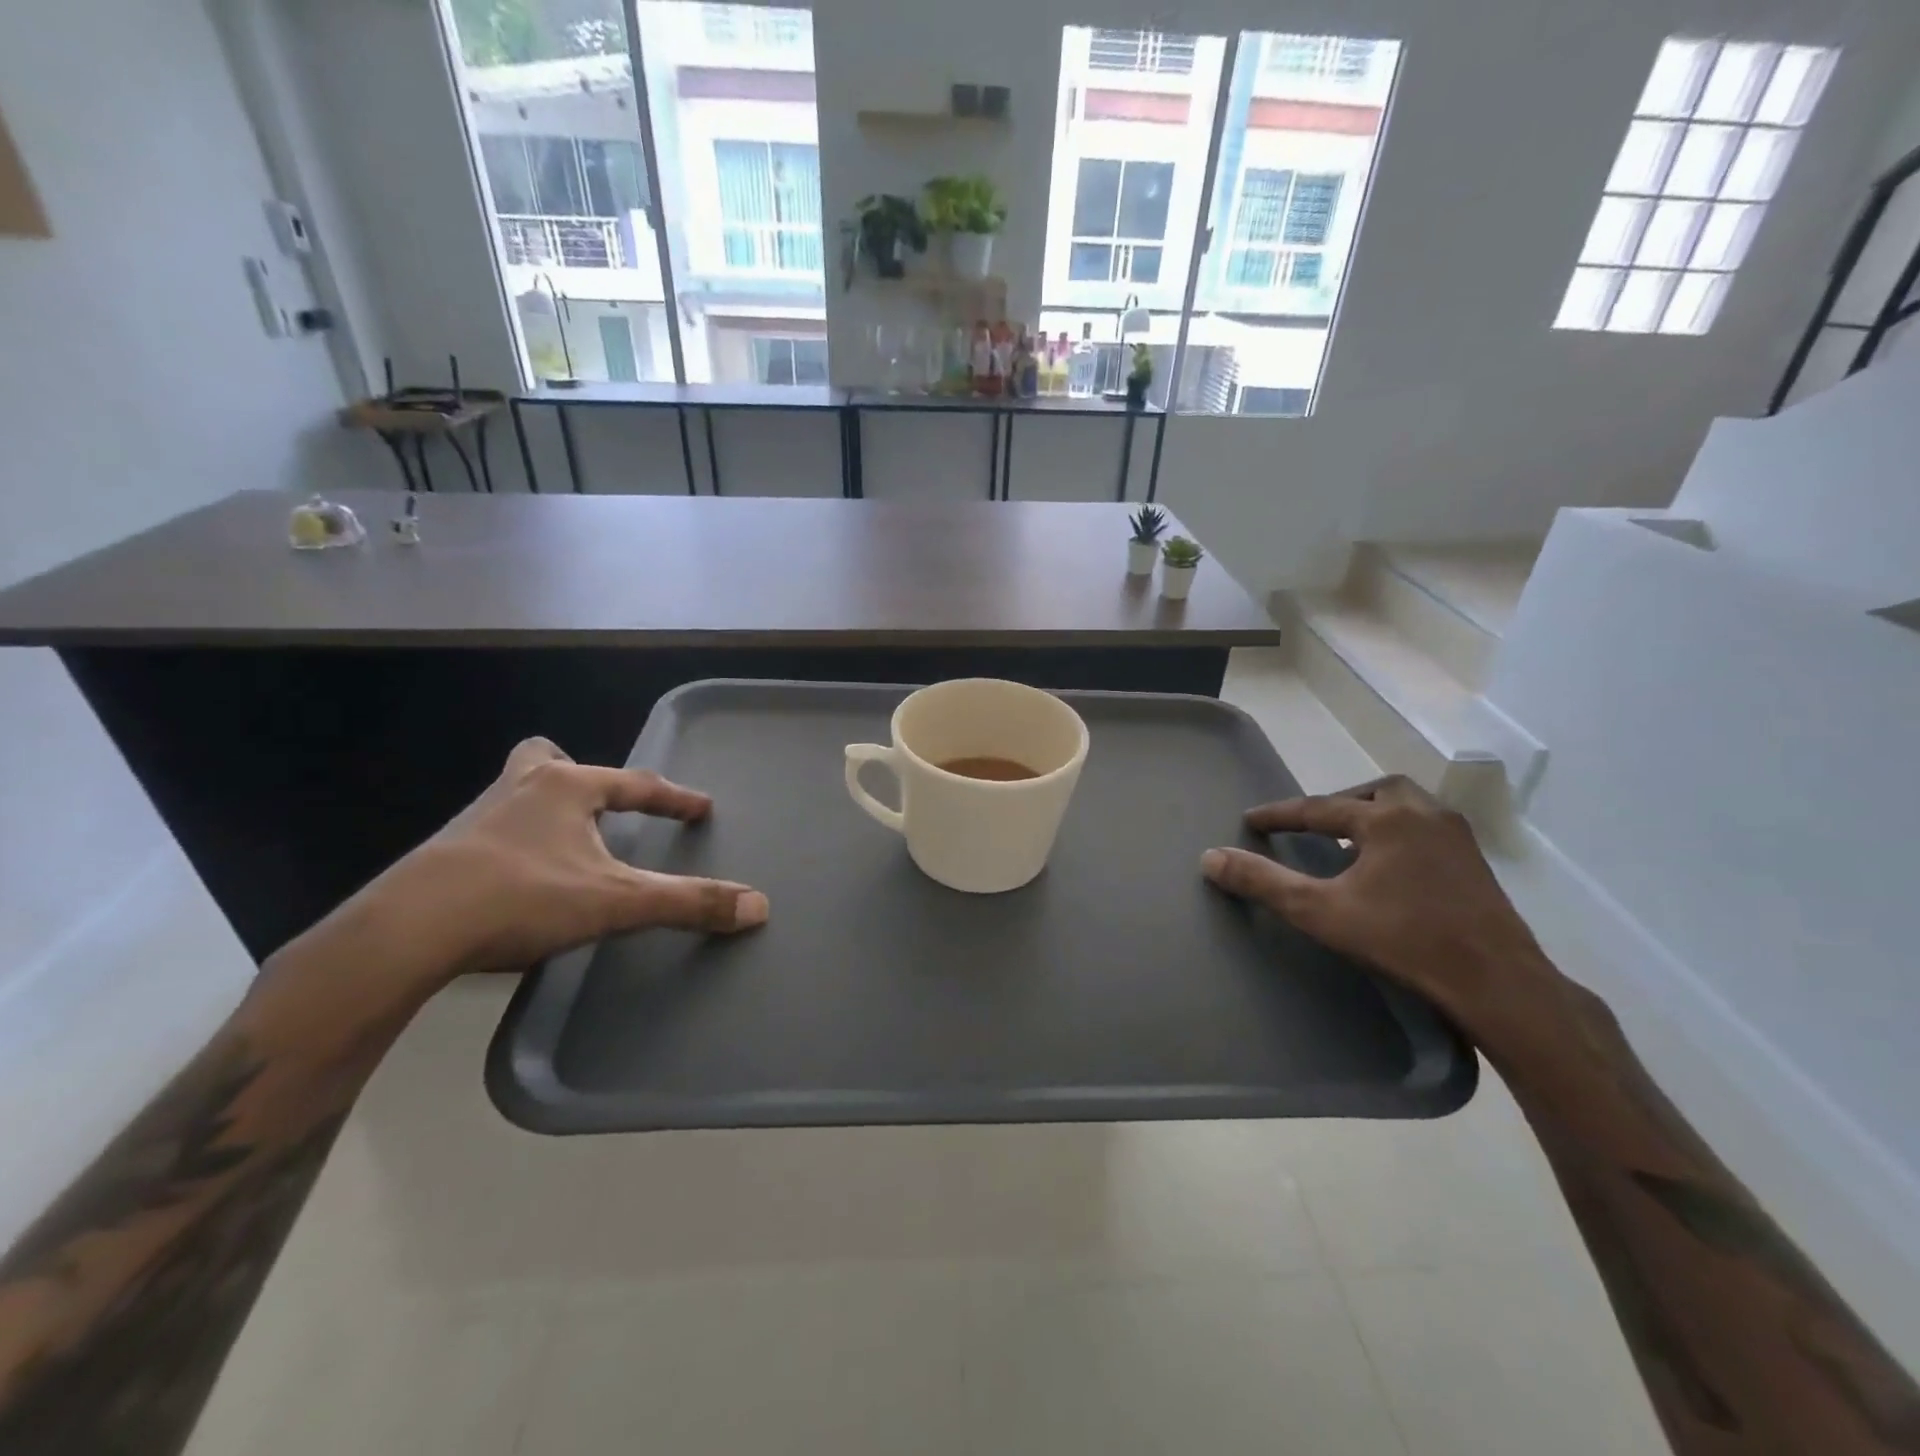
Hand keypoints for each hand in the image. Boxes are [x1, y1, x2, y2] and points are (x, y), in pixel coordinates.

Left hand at [373, 737, 767, 981]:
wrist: (406, 932)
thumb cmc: (522, 897)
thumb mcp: (617, 902)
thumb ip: (687, 902)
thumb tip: (758, 906)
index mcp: (565, 788)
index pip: (635, 784)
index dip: (674, 799)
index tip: (701, 809)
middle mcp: (520, 789)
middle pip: (547, 760)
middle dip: (576, 774)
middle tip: (597, 803)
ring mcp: (477, 818)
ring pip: (517, 793)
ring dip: (546, 810)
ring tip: (566, 843)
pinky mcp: (445, 853)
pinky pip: (494, 831)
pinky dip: (517, 844)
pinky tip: (523, 879)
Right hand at [1200, 775, 1554, 1033]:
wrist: (1498, 983)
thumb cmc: (1403, 940)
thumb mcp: (1320, 912)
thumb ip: (1263, 882)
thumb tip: (1209, 858)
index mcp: (1386, 819)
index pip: (1319, 808)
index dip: (1280, 815)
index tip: (1251, 820)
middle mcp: (1424, 815)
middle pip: (1375, 792)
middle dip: (1339, 804)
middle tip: (1314, 826)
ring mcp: (1457, 838)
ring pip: (1408, 807)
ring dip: (1373, 816)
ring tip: (1350, 844)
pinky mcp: (1477, 864)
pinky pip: (1428, 830)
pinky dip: (1400, 835)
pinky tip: (1390, 869)